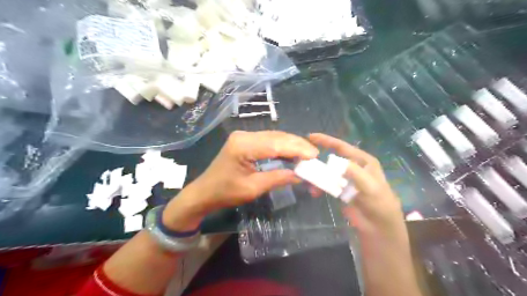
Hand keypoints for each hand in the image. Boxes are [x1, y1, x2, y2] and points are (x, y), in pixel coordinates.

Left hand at [163, 131, 316, 230]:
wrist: (204, 192)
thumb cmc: (225, 193)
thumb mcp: (253, 188)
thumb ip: (278, 178)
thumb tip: (300, 175)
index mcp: (243, 146)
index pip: (276, 143)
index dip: (297, 148)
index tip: (314, 155)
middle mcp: (244, 135)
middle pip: (277, 136)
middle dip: (297, 145)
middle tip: (314, 155)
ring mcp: (244, 136)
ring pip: (275, 137)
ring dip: (291, 145)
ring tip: (307, 154)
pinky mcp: (245, 141)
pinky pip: (268, 140)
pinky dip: (282, 146)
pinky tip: (292, 153)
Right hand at [310, 133, 403, 239]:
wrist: (379, 227)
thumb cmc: (379, 203)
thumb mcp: (370, 186)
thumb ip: (354, 172)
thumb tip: (335, 161)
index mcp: (363, 161)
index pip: (343, 147)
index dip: (327, 140)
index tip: (310, 136)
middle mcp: (354, 167)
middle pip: (332, 159)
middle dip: (318, 159)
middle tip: (303, 160)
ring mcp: (347, 179)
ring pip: (328, 172)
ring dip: (318, 176)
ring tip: (307, 180)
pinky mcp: (341, 190)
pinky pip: (327, 185)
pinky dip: (320, 187)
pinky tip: (314, 192)